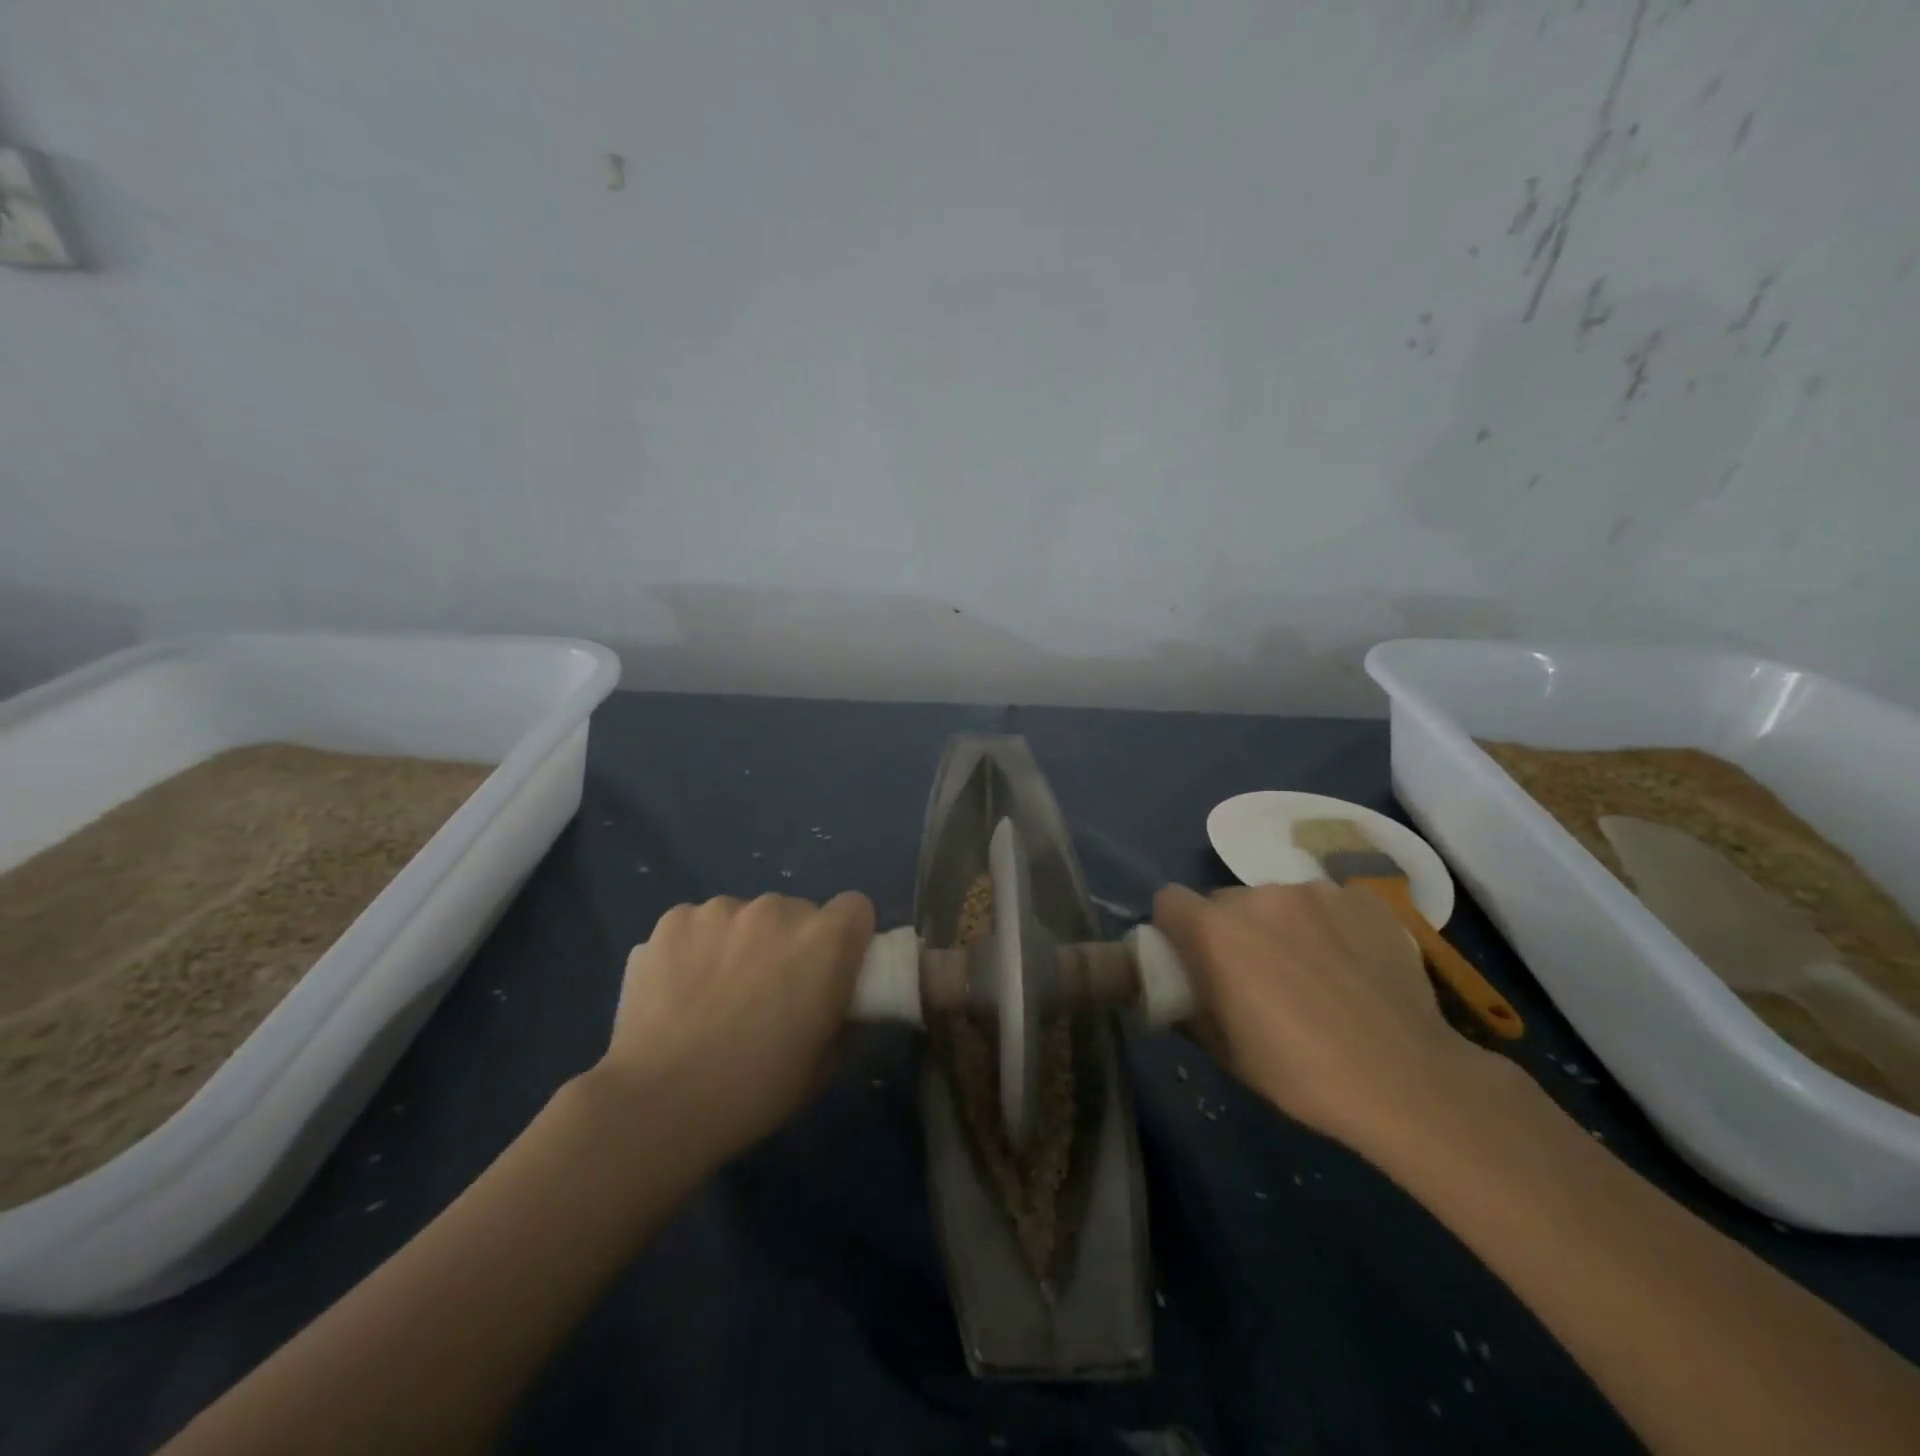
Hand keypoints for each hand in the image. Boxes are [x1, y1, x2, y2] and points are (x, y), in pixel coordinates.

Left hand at [594, 892, 875, 1166]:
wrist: (658, 1104)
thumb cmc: (755, 1089)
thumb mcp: (824, 1065)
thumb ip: (845, 1019)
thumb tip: (841, 1004)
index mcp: (825, 940)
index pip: (855, 909)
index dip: (847, 938)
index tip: (830, 971)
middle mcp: (778, 909)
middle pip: (797, 912)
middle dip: (790, 943)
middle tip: (770, 991)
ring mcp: (721, 909)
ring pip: (745, 916)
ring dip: (742, 942)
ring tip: (715, 993)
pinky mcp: (673, 919)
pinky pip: (699, 925)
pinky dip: (696, 947)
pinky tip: (679, 990)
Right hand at [1153, 881, 1504, 1152]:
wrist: (1409, 1080)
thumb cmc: (1301, 1073)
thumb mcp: (1225, 1052)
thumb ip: (1189, 1008)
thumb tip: (1178, 992)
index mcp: (1215, 930)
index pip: (1169, 901)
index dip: (1175, 928)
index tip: (1192, 959)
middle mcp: (1258, 896)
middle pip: (1224, 901)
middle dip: (1230, 930)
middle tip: (1257, 974)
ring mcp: (1315, 892)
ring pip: (1277, 901)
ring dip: (1280, 926)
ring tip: (1313, 971)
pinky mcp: (1362, 899)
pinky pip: (1327, 904)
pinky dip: (1328, 926)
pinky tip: (1352, 965)